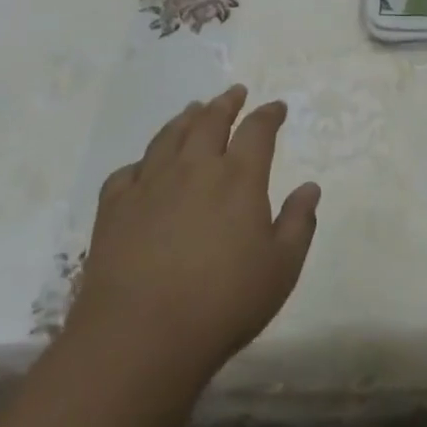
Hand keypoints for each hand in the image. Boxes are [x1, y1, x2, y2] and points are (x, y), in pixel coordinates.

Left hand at [65, 85, 320, 382]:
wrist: (141, 334)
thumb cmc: (224, 302)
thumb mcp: (281, 268)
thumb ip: (298, 223)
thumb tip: (311, 187)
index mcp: (238, 178)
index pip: (257, 131)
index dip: (269, 114)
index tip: (277, 107)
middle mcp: (194, 167)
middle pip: (210, 120)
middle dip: (226, 103)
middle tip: (234, 92)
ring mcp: (150, 183)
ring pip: (169, 136)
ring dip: (185, 118)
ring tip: (193, 109)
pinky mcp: (115, 205)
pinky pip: (128, 170)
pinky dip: (141, 162)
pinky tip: (144, 166)